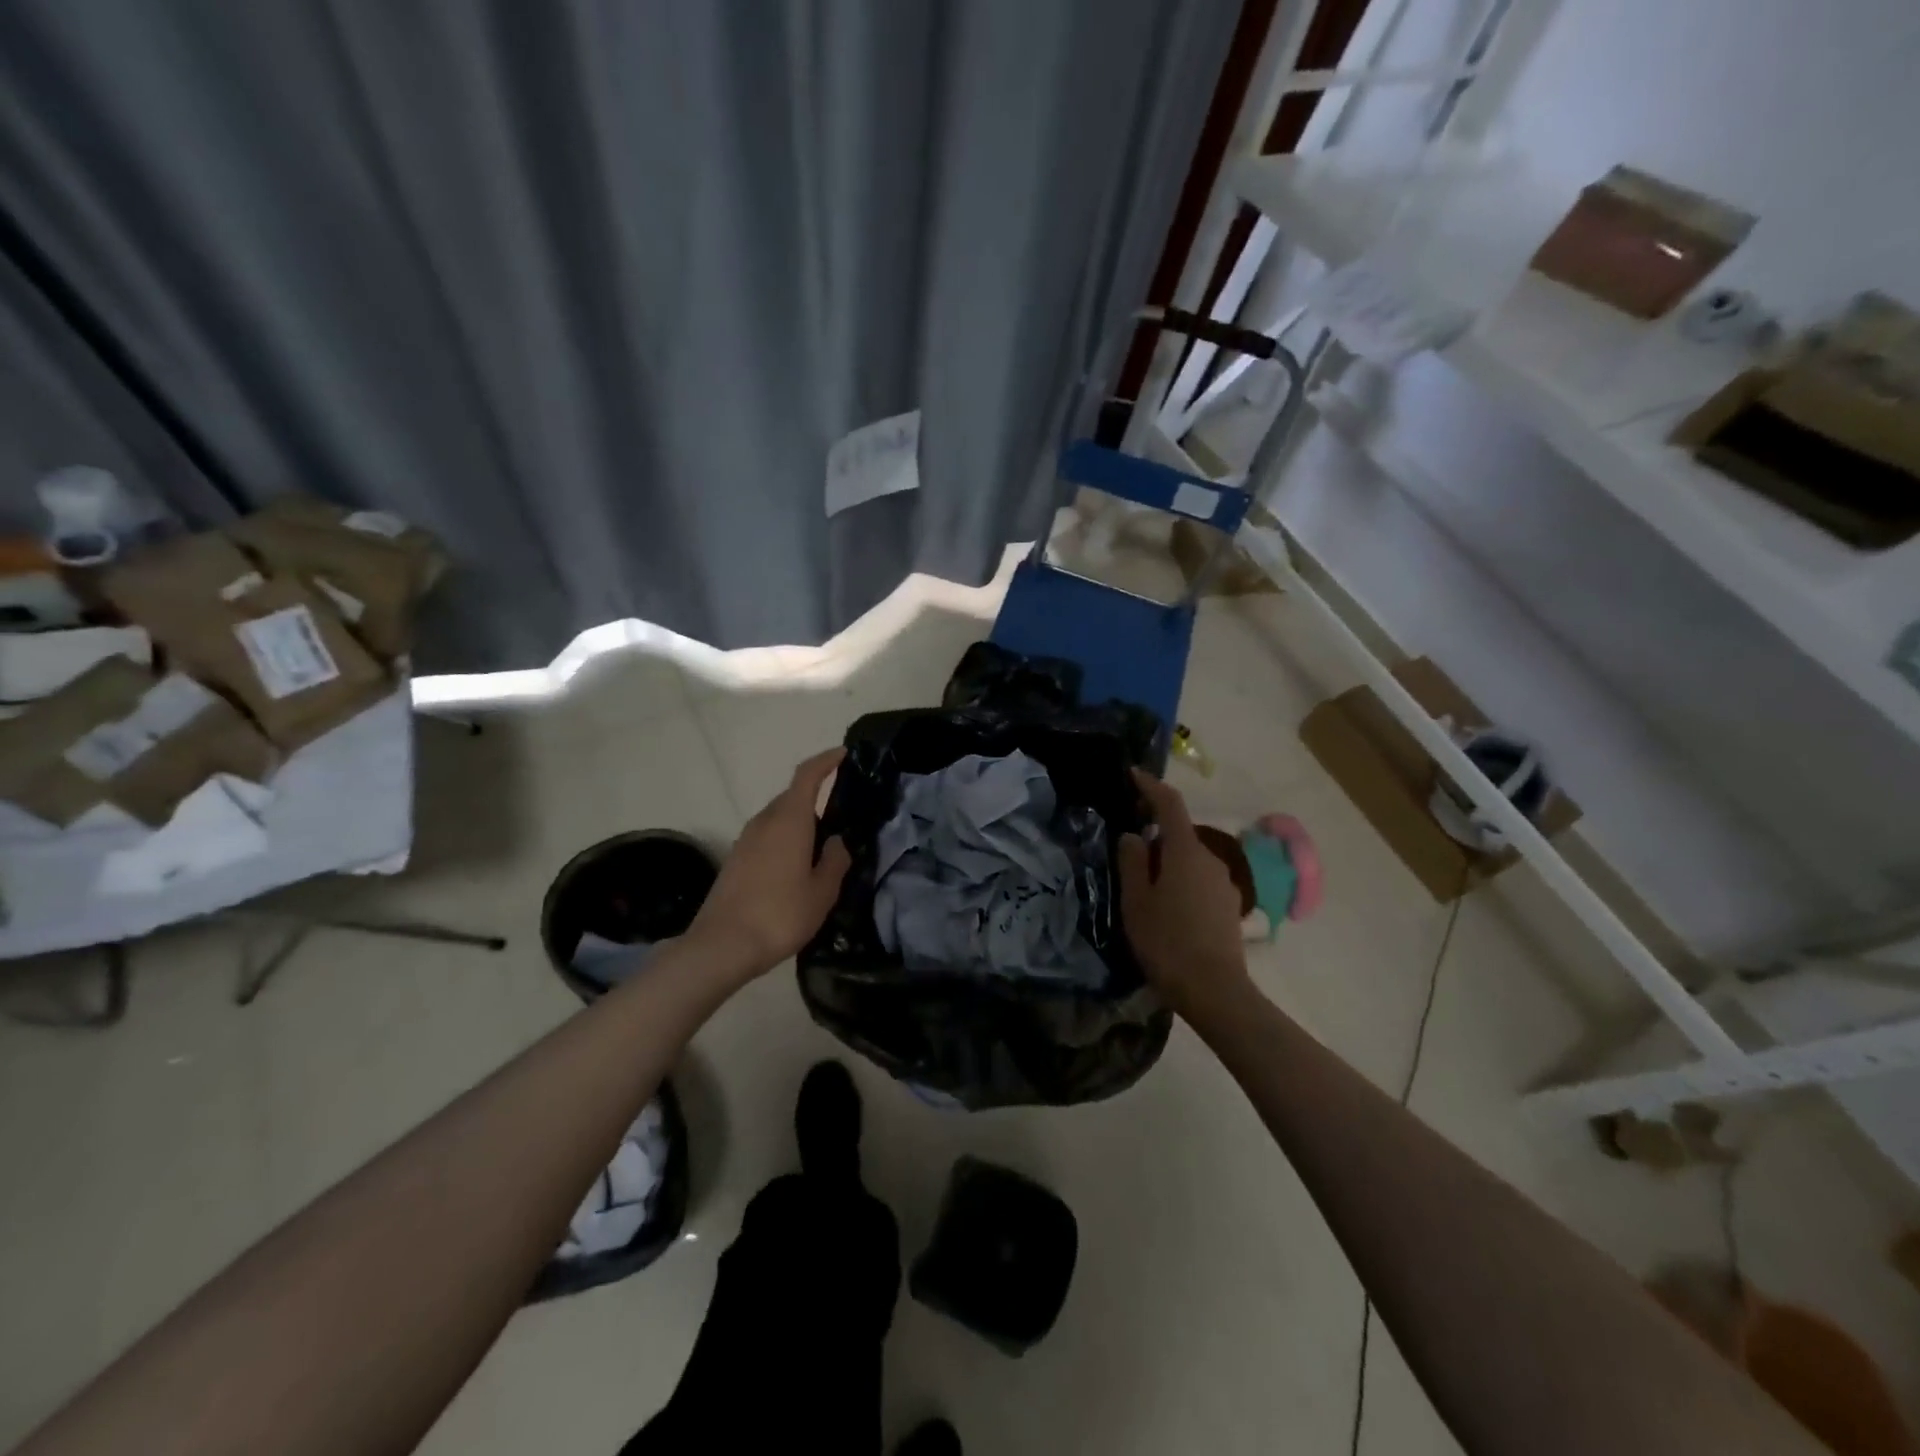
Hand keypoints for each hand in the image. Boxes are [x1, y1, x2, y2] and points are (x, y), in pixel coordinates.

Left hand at [685, 749, 851, 982]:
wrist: (722, 946)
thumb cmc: (780, 914)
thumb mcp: (822, 892)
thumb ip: (835, 861)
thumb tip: (837, 842)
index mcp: (789, 820)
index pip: (807, 776)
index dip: (826, 761)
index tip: (843, 755)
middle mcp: (764, 822)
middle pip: (792, 796)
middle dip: (816, 796)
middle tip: (843, 812)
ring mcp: (746, 840)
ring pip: (778, 818)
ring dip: (800, 822)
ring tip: (822, 844)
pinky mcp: (736, 860)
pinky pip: (767, 837)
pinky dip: (785, 839)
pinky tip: (797, 865)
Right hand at [1118, 769, 1251, 1019]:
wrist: (1215, 991)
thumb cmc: (1167, 941)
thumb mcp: (1136, 901)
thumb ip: (1132, 862)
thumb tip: (1134, 836)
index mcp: (1185, 851)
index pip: (1169, 804)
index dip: (1150, 786)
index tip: (1133, 775)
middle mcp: (1211, 859)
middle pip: (1179, 835)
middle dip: (1155, 838)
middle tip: (1127, 858)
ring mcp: (1224, 884)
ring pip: (1190, 861)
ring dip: (1168, 865)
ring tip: (1145, 893)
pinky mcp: (1229, 907)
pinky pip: (1200, 882)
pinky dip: (1182, 885)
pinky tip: (1168, 913)